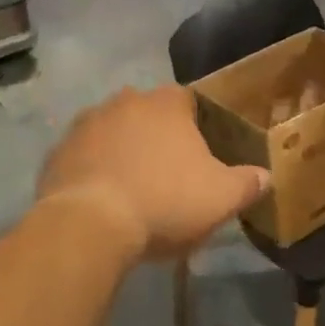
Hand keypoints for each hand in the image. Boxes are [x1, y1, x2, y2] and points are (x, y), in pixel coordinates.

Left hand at [35, 84, 269, 262]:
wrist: (90, 224)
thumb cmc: (165, 201)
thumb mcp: (221, 198)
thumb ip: (247, 183)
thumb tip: (266, 176)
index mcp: (168, 103)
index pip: (188, 101)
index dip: (195, 126)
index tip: (198, 154)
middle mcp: (126, 101)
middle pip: (148, 113)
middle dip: (156, 137)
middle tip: (167, 174)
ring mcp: (87, 123)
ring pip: (113, 132)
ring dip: (122, 151)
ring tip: (132, 189)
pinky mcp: (58, 151)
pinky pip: (83, 156)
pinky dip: (93, 171)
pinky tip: (101, 200)